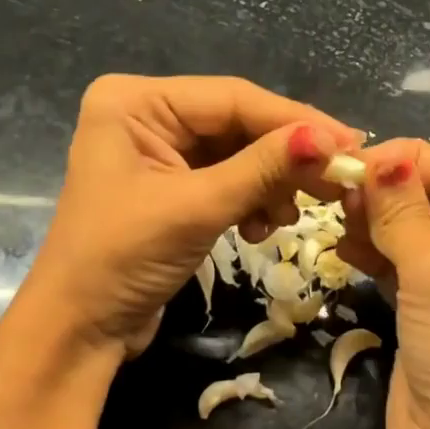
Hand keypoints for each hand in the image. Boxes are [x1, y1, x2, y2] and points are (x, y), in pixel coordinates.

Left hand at [17, 75, 359, 357]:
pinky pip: (228, 179)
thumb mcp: (196, 208)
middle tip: (336, 179)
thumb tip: (331, 139)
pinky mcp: (173, 187)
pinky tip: (264, 228)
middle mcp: (147, 116)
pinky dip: (252, 201)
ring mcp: (160, 153)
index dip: (294, 120)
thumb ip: (264, 168)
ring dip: (270, 183)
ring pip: (238, 153)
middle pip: (238, 123)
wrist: (79, 331)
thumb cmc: (122, 259)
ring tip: (290, 216)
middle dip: (285, 156)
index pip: (232, 97)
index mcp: (135, 101)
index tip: (350, 142)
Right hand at [341, 140, 429, 428]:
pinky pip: (405, 266)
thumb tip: (378, 158)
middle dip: (390, 193)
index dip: (408, 164)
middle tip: (336, 187)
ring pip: (418, 233)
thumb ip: (404, 213)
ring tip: (336, 213)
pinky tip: (344, 243)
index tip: (351, 159)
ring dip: (378, 221)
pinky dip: (376, 252)